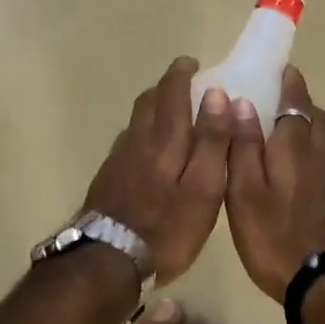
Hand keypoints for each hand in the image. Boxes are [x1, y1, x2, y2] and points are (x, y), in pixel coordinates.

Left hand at [80, 57, 231, 285]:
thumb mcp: (203, 188)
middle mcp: (138, 140)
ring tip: (170, 114)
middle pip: (149, 101)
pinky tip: (148, 151)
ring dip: (153, 107)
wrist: (107, 260)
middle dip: (166, 86)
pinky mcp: (108, 178)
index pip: (172, 92)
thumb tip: (217, 95)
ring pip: (136, 121)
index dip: (181, 73)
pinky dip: (142, 133)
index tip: (192, 63)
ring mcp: (119, 159)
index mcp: (165, 139)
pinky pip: (128, 142)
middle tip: (183, 84)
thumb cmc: (166, 227)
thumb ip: (212, 141)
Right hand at [224, 66, 324, 300]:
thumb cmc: (276, 237)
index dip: (290, 84)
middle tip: (280, 100)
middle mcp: (319, 157)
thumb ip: (243, 146)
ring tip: (286, 135)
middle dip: (301, 103)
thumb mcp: (245, 192)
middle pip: (317, 118)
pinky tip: (297, 177)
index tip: (284, 69)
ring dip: (309, 128)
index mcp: (294, 147)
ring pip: (324, 142)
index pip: (295, 102)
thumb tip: (240, 102)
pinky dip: (312, 157)